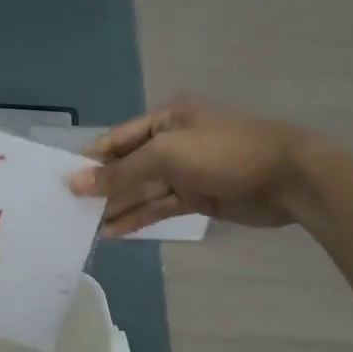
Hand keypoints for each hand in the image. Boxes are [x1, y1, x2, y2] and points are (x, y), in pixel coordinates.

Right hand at [65, 98, 322, 235]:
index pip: (117, 139)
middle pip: (128, 166)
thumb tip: (75, 182)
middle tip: (69, 210)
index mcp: (166, 119)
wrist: (289, 179)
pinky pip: (159, 206)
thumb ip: (121, 173)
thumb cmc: (226, 153)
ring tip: (86, 228)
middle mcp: (172, 142)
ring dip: (117, 207)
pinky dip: (138, 218)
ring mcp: (185, 171)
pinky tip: (114, 232)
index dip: (91, 160)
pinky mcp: (197, 197)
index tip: (63, 182)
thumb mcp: (168, 156)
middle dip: (102, 187)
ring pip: (142, 190)